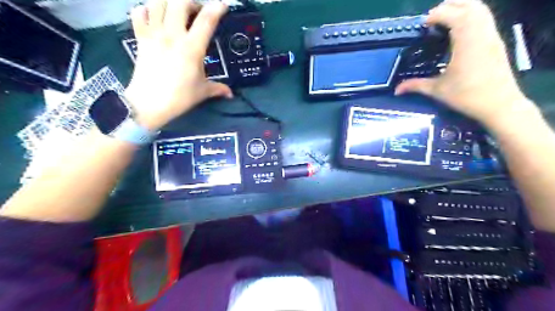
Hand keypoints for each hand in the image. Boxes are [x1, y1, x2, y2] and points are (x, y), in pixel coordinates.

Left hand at [126, 0, 232, 129]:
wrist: (149, 103)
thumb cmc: (180, 97)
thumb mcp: (203, 92)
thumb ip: (219, 89)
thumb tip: (231, 94)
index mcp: (192, 48)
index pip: (207, 20)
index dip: (217, 8)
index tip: (223, 5)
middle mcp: (173, 35)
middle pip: (180, 1)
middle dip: (191, 2)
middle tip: (197, 12)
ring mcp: (154, 34)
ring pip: (158, 1)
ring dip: (169, 1)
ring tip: (177, 11)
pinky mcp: (140, 37)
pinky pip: (139, 12)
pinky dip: (147, 9)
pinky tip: (155, 16)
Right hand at [394, 0, 537, 129]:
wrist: (499, 104)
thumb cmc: (466, 96)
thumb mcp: (437, 90)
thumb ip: (415, 85)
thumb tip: (396, 89)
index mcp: (466, 42)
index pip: (454, 15)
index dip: (437, 15)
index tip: (423, 25)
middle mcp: (482, 33)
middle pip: (470, 5)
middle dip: (450, 6)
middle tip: (432, 19)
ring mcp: (492, 36)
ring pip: (480, 9)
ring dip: (462, 9)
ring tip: (445, 20)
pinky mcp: (496, 42)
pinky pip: (485, 19)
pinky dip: (471, 17)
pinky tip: (459, 31)